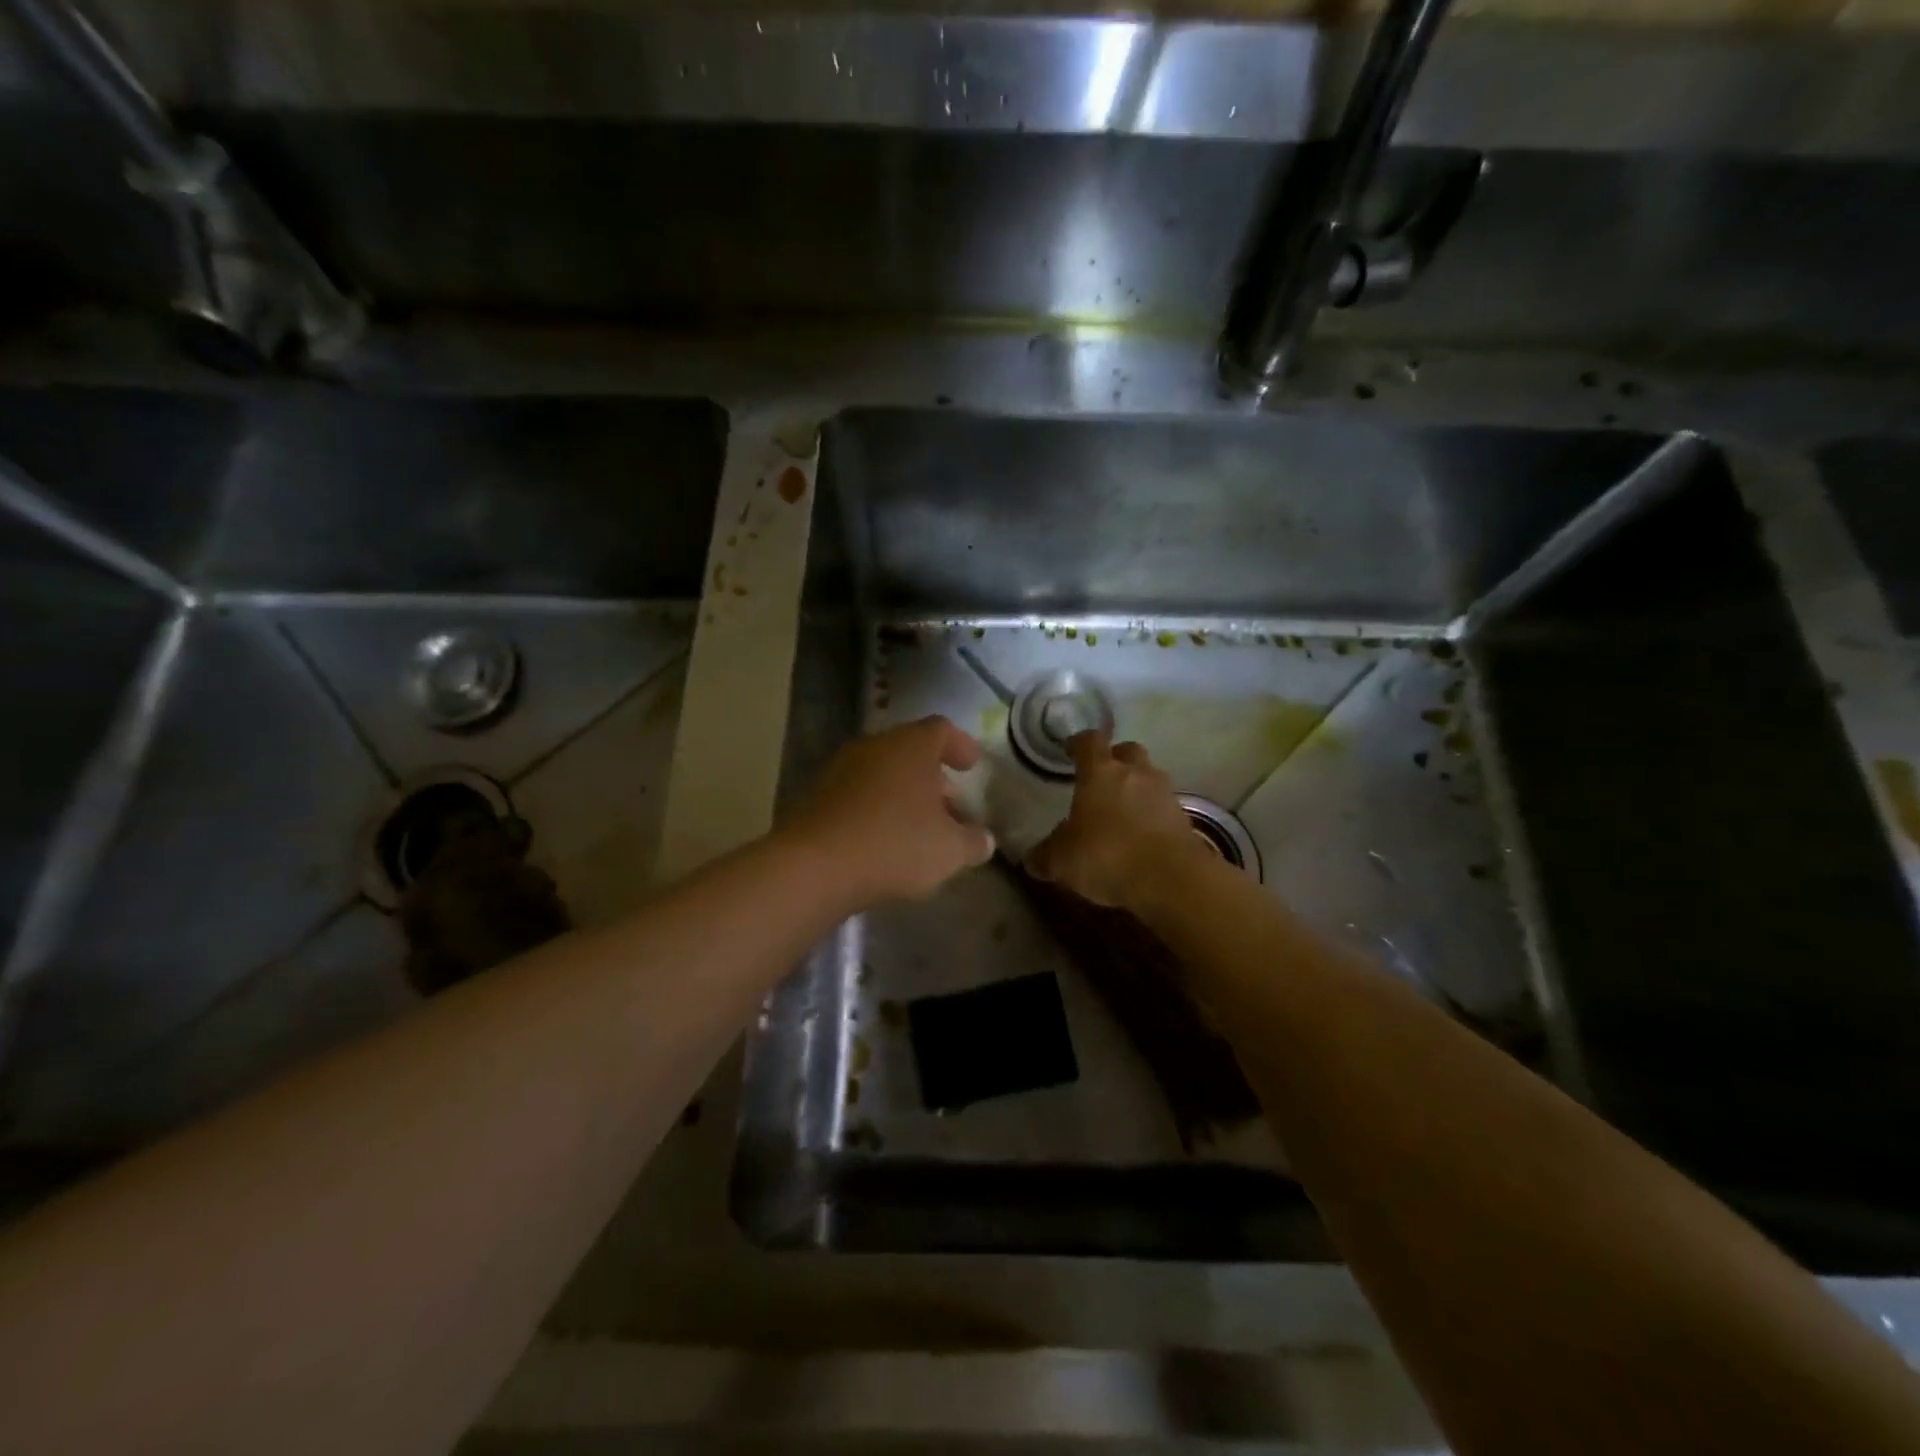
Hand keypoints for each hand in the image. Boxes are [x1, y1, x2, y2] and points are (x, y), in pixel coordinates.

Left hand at [788, 716, 995, 905]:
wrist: (814, 866)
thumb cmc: (894, 845)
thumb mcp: (949, 850)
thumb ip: (973, 842)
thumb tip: (984, 839)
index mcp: (911, 746)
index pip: (941, 730)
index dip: (960, 745)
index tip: (972, 766)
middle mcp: (874, 746)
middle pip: (909, 750)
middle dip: (932, 776)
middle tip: (950, 803)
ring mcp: (840, 768)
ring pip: (882, 772)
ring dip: (903, 793)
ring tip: (919, 827)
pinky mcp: (816, 795)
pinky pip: (857, 793)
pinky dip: (875, 808)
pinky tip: (883, 840)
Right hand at [1028, 731, 1206, 909]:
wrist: (1172, 880)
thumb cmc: (1107, 856)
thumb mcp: (1062, 860)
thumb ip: (1045, 855)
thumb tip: (1031, 859)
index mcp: (1100, 772)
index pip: (1089, 742)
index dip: (1078, 743)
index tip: (1070, 749)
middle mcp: (1136, 773)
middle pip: (1128, 751)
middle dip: (1115, 759)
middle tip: (1101, 777)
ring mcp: (1165, 794)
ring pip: (1149, 778)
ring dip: (1137, 788)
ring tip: (1121, 811)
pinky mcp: (1185, 819)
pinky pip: (1163, 808)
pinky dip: (1152, 815)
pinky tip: (1141, 837)